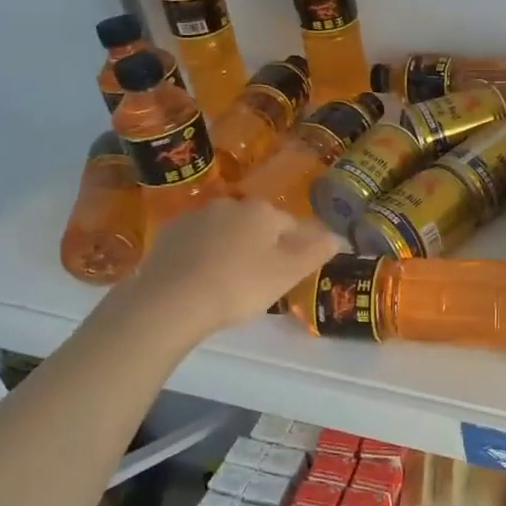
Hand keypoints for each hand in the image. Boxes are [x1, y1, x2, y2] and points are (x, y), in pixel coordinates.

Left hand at [124, 197, 340, 335]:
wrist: (170, 300)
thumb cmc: (239, 285)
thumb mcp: (287, 274)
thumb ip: (315, 252)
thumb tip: (337, 236)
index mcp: (263, 211)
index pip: (291, 226)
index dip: (296, 250)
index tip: (290, 274)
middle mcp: (230, 204)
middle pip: (257, 226)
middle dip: (261, 247)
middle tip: (259, 282)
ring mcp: (195, 217)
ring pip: (225, 233)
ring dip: (231, 250)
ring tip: (227, 284)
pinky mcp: (168, 234)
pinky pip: (196, 243)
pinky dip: (202, 257)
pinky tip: (199, 281)